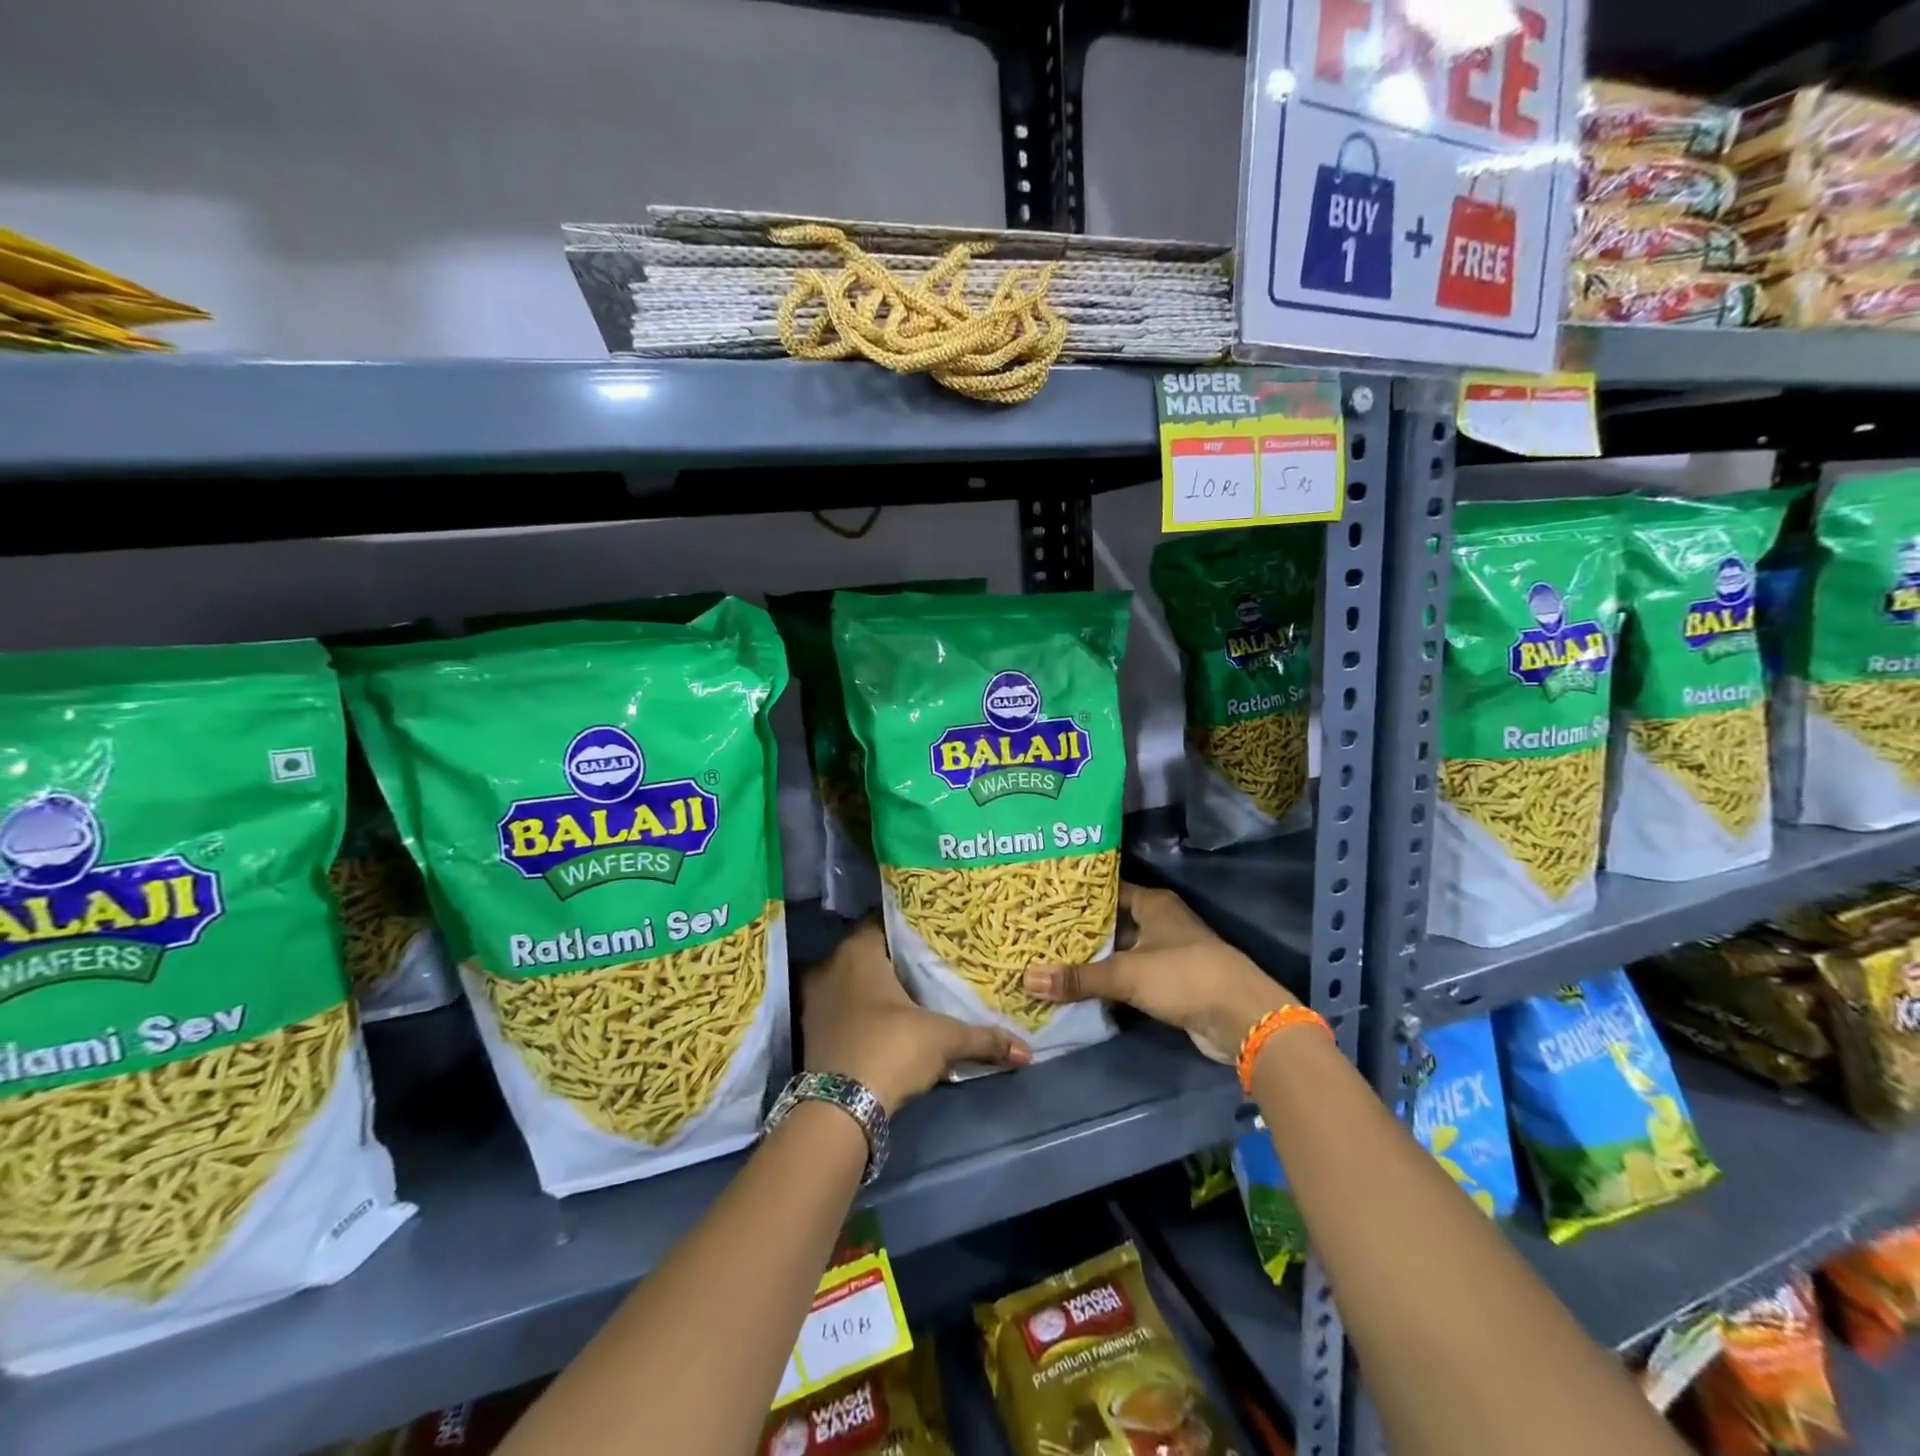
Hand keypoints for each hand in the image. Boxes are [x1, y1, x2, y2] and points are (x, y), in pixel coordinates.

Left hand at [803, 920, 1030, 1111]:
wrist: (839, 1109)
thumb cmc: (891, 1048)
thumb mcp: (943, 1039)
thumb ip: (983, 1038)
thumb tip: (1025, 1051)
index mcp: (858, 950)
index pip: (885, 922)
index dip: (909, 927)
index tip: (933, 935)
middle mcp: (830, 965)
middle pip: (868, 952)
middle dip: (894, 959)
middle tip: (927, 963)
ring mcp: (814, 999)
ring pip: (850, 981)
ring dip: (874, 988)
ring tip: (909, 993)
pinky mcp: (809, 1031)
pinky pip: (840, 1007)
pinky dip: (859, 1012)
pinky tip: (885, 1021)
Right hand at [1023, 882, 1295, 1058]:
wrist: (1241, 1017)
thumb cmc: (1183, 975)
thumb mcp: (1126, 973)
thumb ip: (1078, 978)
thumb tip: (1026, 979)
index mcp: (1152, 903)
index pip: (1106, 891)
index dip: (1077, 897)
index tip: (1043, 902)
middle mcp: (1159, 922)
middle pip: (1111, 923)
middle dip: (1079, 932)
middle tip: (1038, 935)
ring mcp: (1166, 953)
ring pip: (1119, 952)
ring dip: (1093, 961)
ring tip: (1049, 961)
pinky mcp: (1169, 984)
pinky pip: (1129, 978)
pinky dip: (1108, 983)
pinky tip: (1078, 989)